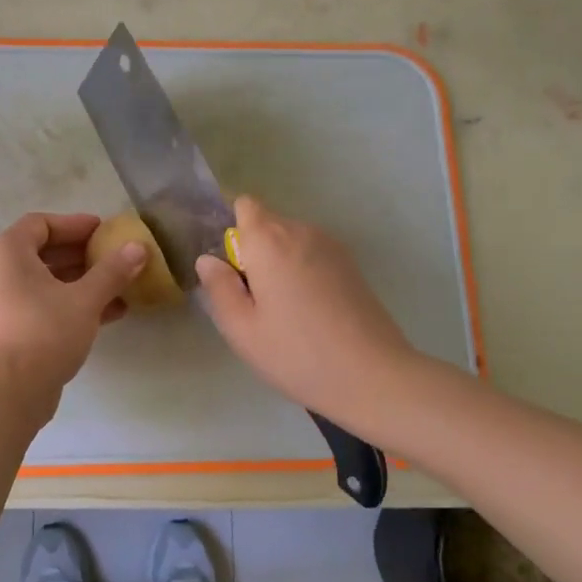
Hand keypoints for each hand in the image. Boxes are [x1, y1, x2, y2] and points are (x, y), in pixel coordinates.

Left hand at [0, 212, 145, 416]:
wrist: (9, 392)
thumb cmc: (44, 332)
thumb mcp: (85, 299)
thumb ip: (112, 271)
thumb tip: (139, 248)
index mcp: (8, 253)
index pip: (41, 224)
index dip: (74, 224)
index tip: (104, 231)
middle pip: (43, 252)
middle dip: (82, 255)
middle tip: (115, 257)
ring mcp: (2, 303)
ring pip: (46, 283)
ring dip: (82, 282)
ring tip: (120, 287)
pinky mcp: (10, 330)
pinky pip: (43, 306)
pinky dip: (72, 304)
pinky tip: (110, 314)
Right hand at [194, 196, 412, 423]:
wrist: (372, 376)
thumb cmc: (296, 354)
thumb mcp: (242, 329)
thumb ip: (219, 287)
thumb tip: (208, 260)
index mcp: (269, 240)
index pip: (244, 205)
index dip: (232, 230)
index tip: (231, 268)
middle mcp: (302, 231)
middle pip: (267, 224)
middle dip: (253, 251)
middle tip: (253, 301)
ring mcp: (332, 246)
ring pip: (291, 241)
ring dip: (278, 263)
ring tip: (282, 311)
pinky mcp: (351, 265)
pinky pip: (312, 255)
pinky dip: (302, 272)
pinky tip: (308, 313)